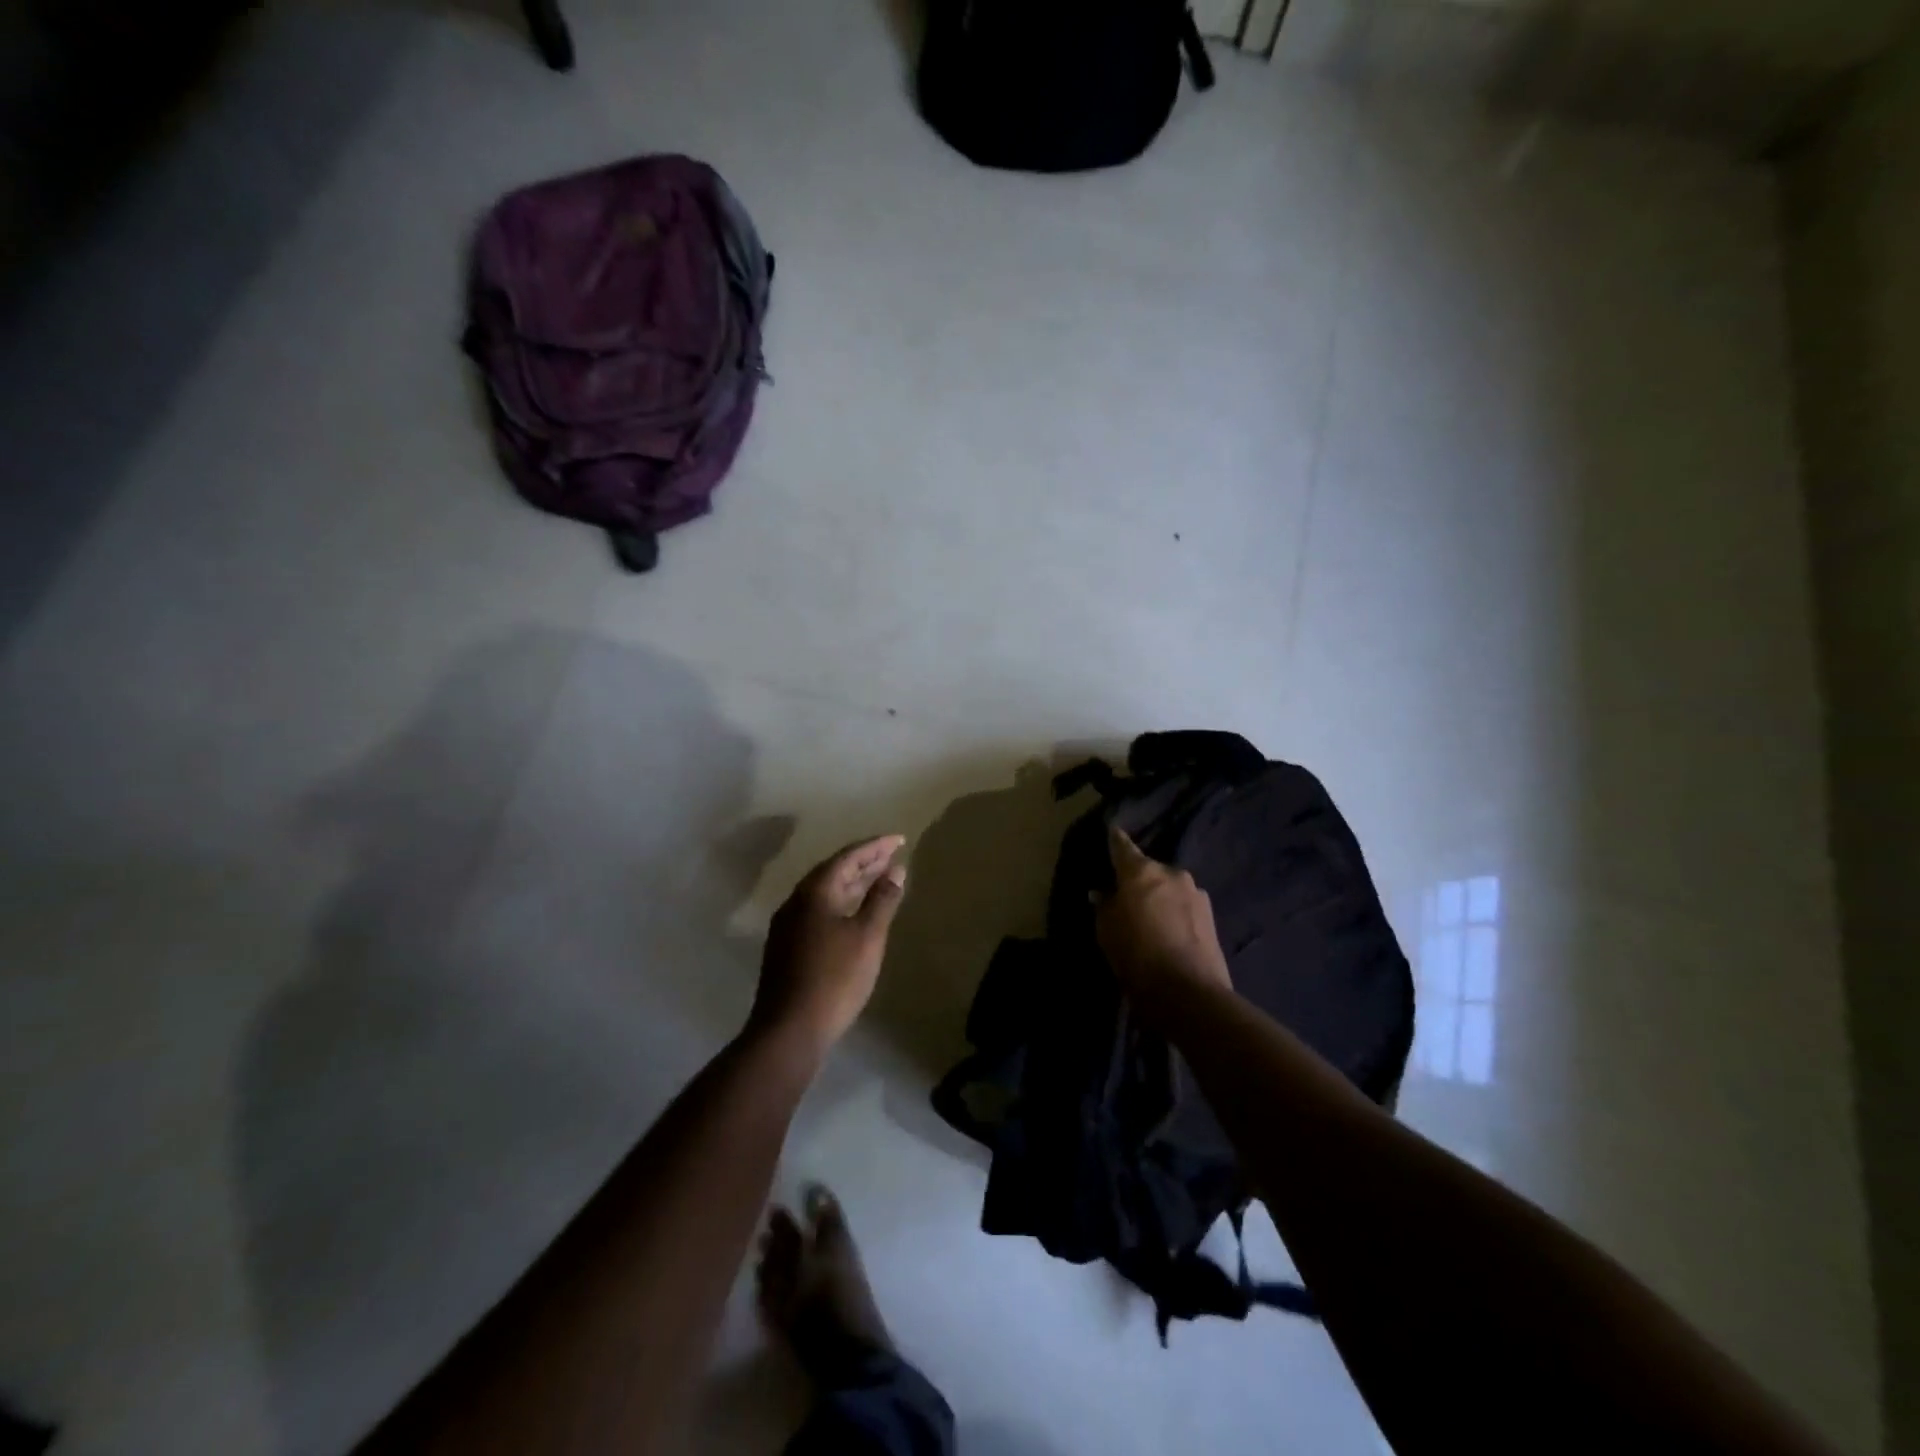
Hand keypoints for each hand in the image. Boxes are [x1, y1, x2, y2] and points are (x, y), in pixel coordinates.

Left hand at [751, 835, 907, 1056]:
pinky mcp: (788, 946)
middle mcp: (796, 901)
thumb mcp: (867, 937)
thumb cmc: (834, 978)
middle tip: (892, 856)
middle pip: (834, 871)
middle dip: (864, 862)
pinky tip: (855, 913)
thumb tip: (895, 870)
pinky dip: (842, 902)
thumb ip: (882, 900)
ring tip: (879, 879)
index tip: (899, 840)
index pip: (848, 857)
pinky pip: (819, 910)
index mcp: (814, 892)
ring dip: (853, 883)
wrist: (789, 1029)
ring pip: (826, 892)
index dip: (875, 847)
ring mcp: (788, 925)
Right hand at [1096, 825, 1233, 998]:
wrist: (1188, 992)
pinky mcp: (1211, 916)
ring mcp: (1196, 893)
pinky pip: (1184, 906)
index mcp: (1142, 871)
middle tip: (1127, 895)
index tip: (1112, 831)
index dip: (1115, 839)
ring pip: (1169, 888)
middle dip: (1139, 879)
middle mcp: (1172, 873)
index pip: (1123, 846)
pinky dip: (1175, 913)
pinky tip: (1169, 932)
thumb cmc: (1136, 955)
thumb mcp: (1107, 930)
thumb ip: (1104, 905)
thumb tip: (1103, 892)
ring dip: (1160, 897)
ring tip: (1151, 918)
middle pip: (1149, 869)